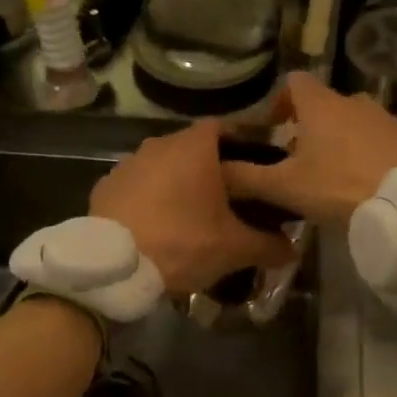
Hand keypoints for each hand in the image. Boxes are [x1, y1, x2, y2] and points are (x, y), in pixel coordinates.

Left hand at [90, 121, 294, 294]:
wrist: (112, 267)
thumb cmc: (181, 243)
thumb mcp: (234, 248)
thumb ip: (268, 244)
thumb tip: (292, 248)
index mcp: (194, 147)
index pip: (225, 128)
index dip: (242, 144)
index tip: (255, 167)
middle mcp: (159, 144)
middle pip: (193, 148)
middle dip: (211, 169)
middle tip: (229, 199)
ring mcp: (128, 163)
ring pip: (163, 166)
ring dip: (177, 184)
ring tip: (192, 216)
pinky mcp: (105, 186)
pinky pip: (137, 186)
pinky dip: (149, 199)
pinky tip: (157, 226)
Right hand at [219, 72, 396, 224]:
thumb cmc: (340, 186)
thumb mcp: (285, 187)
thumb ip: (246, 177)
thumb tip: (214, 169)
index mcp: (320, 104)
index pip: (293, 81)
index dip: (278, 102)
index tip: (273, 131)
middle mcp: (352, 100)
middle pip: (321, 104)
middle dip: (306, 128)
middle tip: (296, 162)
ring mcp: (382, 117)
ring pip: (349, 121)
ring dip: (335, 140)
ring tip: (328, 175)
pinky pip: (374, 137)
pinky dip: (361, 151)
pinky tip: (359, 182)